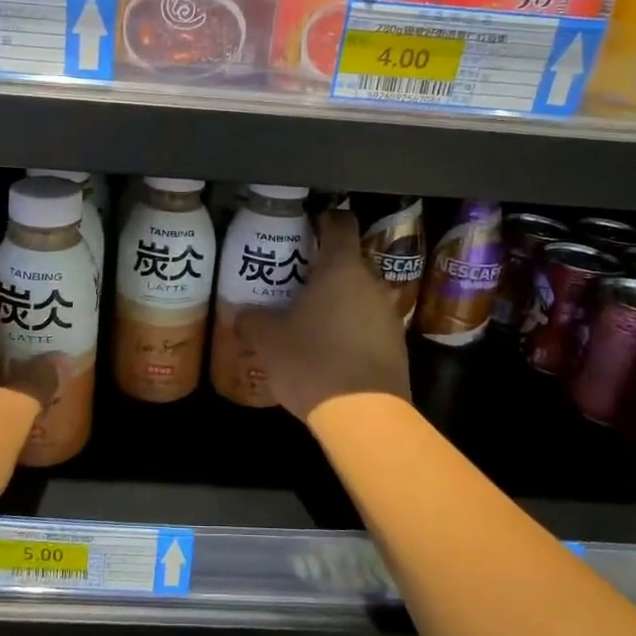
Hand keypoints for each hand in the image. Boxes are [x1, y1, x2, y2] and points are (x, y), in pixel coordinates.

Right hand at [237, 209, 409, 423]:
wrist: (364, 415)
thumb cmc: (312, 361)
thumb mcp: (269, 340)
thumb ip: (252, 320)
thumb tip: (238, 314)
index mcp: (341, 268)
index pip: (340, 223)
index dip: (323, 220)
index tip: (305, 227)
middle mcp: (371, 283)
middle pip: (348, 262)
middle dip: (322, 270)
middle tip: (293, 282)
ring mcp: (388, 314)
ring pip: (359, 295)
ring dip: (337, 302)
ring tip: (308, 320)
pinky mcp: (396, 345)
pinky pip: (368, 325)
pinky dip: (350, 329)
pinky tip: (328, 350)